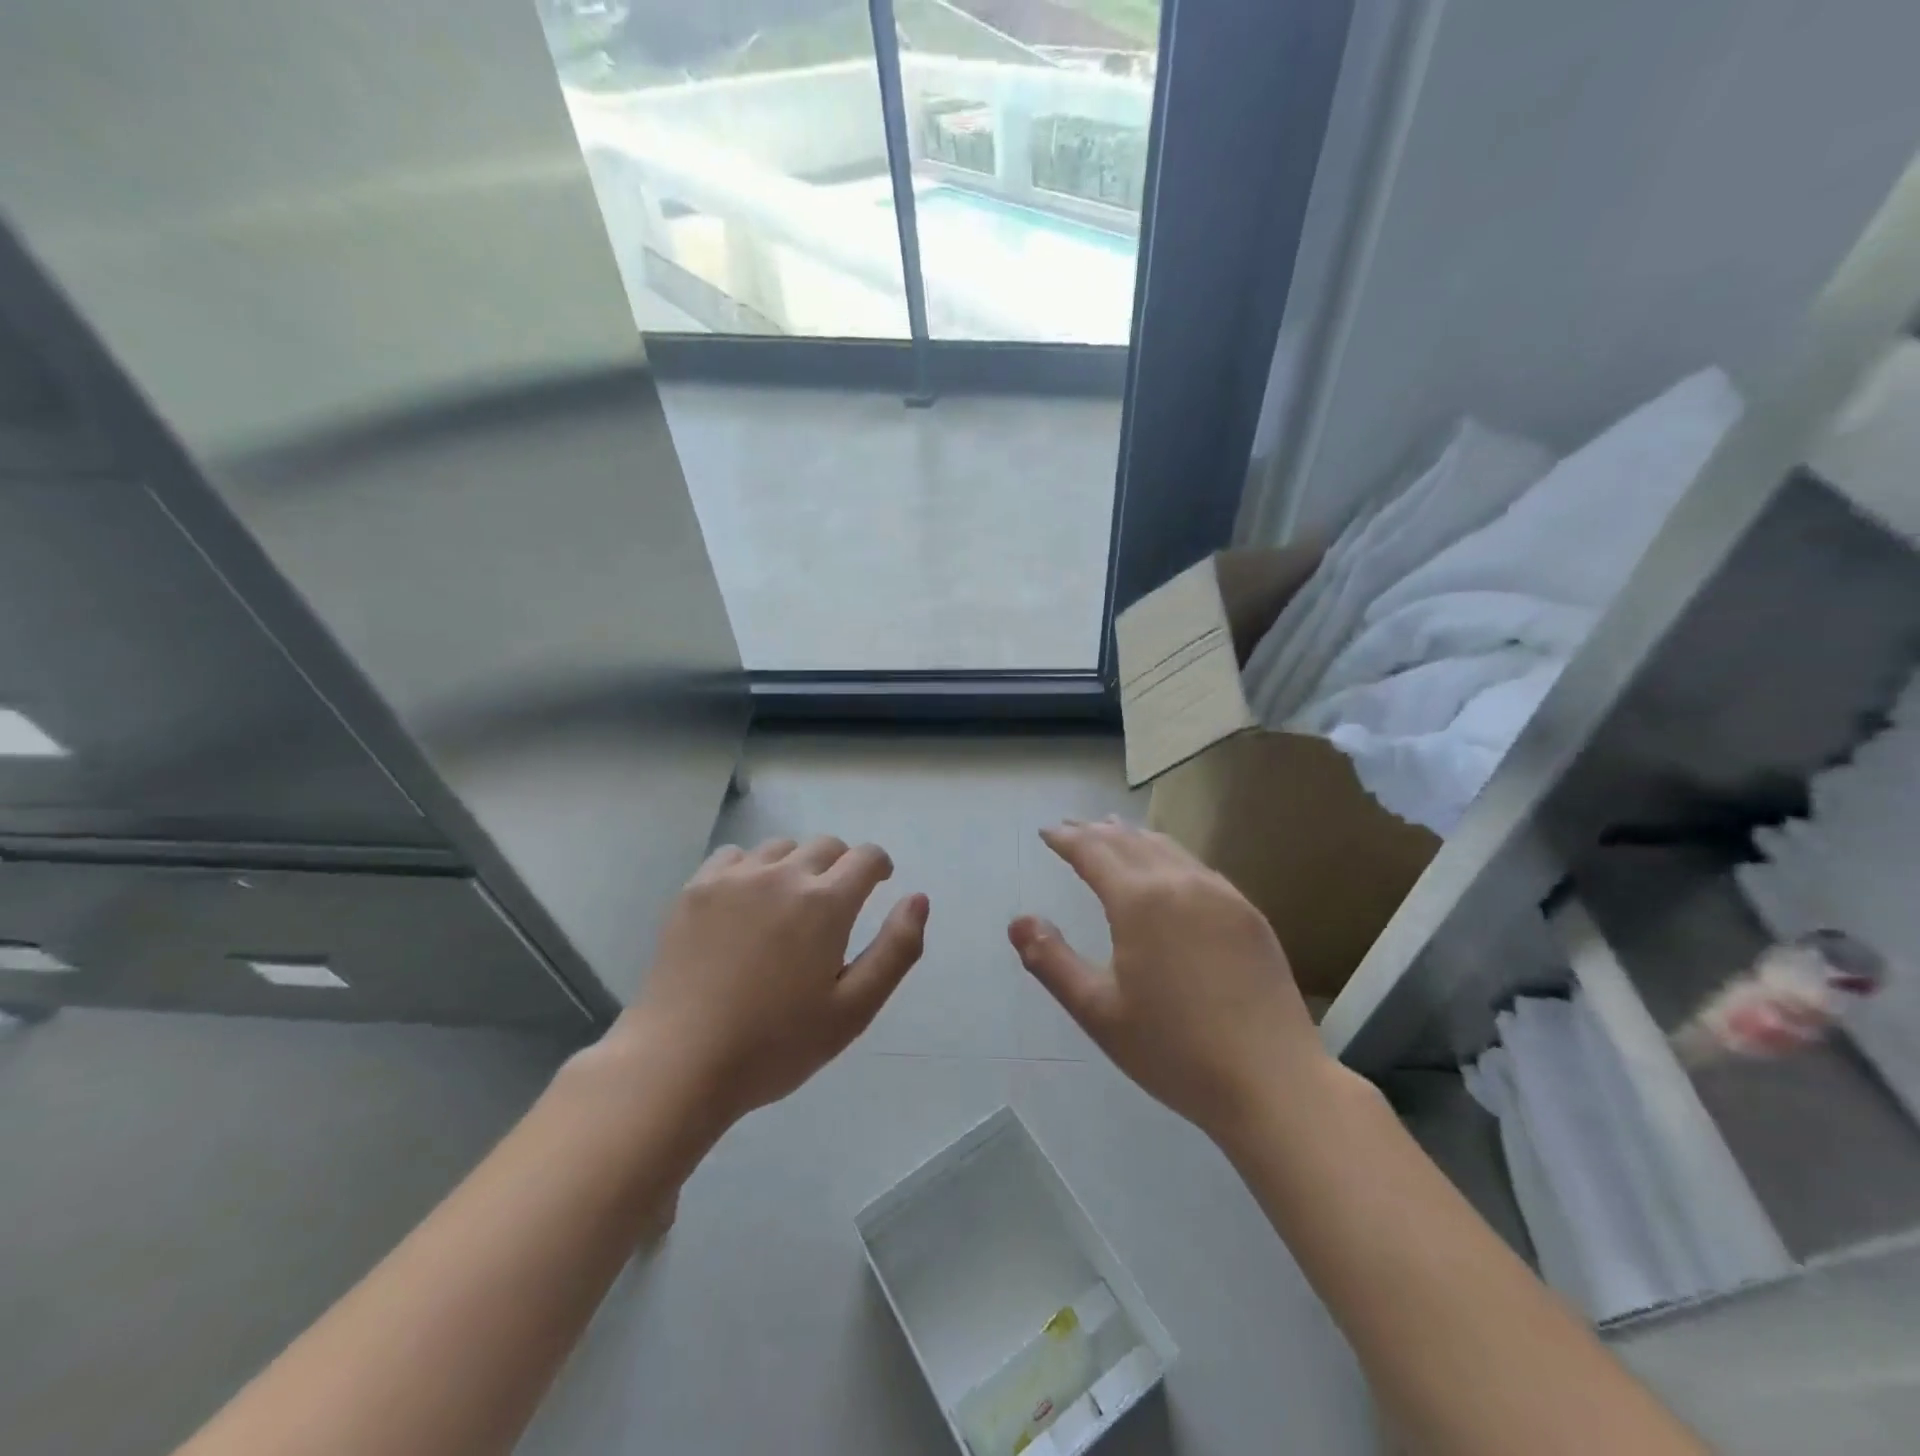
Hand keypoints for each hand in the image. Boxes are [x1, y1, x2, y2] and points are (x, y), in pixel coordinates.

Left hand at [619, 836, 927, 1126]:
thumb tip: (918, 898)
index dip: (879, 866)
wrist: (679, 1062)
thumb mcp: (853, 1010)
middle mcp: (783, 875)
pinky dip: (751, 869)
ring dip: (797, 865)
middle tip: (835, 905)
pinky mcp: (696, 889)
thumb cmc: (775, 1044)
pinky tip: (745, 903)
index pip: (866, 857)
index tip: (878, 883)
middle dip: (841, 865)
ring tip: (789, 904)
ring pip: (781, 848)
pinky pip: (735, 856)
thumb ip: (896, 950)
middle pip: (825, 845)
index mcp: (826, 903)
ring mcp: (734, 878)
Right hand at [1010, 818, 1329, 1141]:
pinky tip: (1168, 868)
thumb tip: (1017, 921)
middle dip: (1096, 831)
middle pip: (1129, 841)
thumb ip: (1051, 961)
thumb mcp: (1097, 1011)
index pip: (1093, 852)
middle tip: (1073, 827)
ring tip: (1114, 832)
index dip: (1066, 839)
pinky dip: (1169, 855)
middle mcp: (1180, 883)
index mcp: (1139, 901)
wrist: (1272, 1081)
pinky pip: (1198, 867)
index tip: (1047, 832)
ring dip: (1133, 837)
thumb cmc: (1173, 1050)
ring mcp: (1222, 895)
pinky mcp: (1248, 913)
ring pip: (1167, 847)